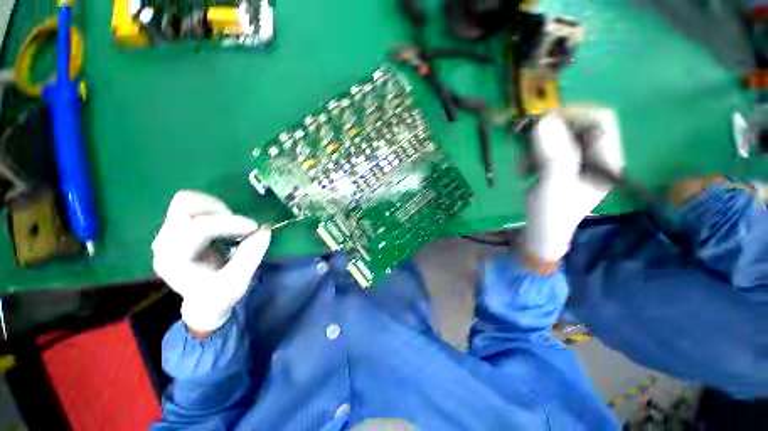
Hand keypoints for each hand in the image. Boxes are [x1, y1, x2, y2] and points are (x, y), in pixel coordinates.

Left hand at [152, 190, 270, 333]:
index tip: (255, 227)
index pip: (197, 229)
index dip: (229, 223)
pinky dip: (214, 208)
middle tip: (241, 226)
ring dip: (216, 208)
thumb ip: (251, 255)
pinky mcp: (177, 227)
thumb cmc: (219, 294)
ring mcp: (168, 232)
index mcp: (174, 260)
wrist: (204, 301)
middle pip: (185, 206)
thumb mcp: (238, 282)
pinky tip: (225, 224)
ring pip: (188, 200)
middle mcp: (165, 242)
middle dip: (220, 212)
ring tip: (233, 225)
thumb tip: (265, 229)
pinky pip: (194, 203)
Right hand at [522, 106, 624, 269]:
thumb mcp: (554, 183)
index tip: (542, 117)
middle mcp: (595, 156)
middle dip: (550, 131)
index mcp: (606, 159)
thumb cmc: (551, 213)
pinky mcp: (560, 166)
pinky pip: (548, 148)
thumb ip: (553, 152)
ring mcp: (577, 161)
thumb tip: (543, 119)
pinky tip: (524, 169)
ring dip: (537, 145)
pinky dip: (533, 154)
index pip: (600, 120)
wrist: (540, 233)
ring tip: (523, 164)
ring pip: (560, 136)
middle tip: (526, 140)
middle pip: (578, 126)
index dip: (574, 112)